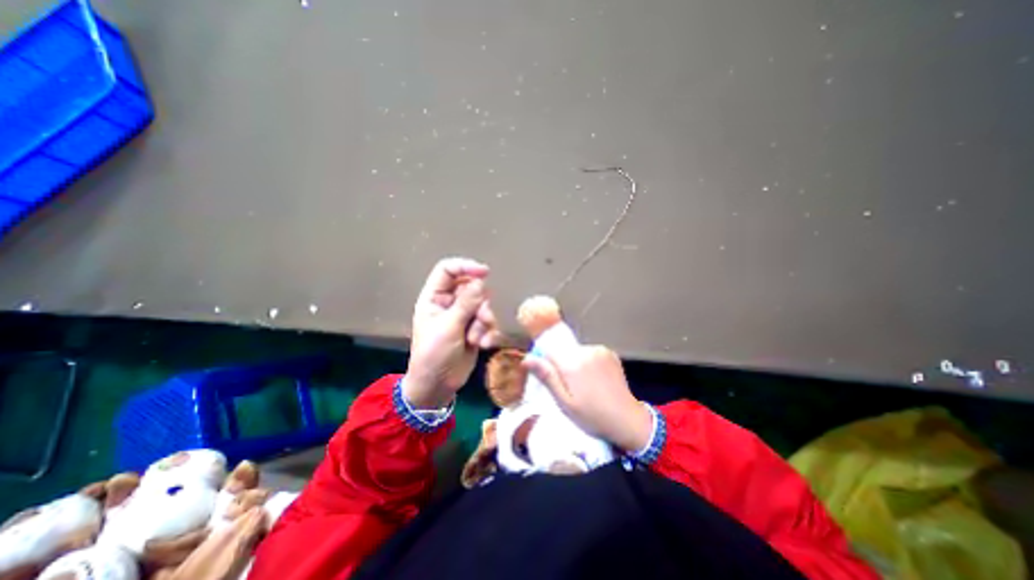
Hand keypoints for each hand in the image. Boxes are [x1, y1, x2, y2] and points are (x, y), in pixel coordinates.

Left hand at [403, 258, 500, 407]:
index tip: (484, 272)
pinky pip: (487, 322)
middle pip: (471, 288)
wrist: (437, 386)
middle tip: (482, 319)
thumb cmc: (434, 355)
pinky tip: (484, 345)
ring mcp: (463, 316)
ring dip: (484, 322)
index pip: (448, 271)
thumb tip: (480, 281)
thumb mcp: (449, 327)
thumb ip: (466, 303)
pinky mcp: (474, 329)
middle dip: (480, 304)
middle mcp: (449, 303)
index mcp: (434, 298)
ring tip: (477, 339)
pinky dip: (488, 332)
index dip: (465, 267)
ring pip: (483, 306)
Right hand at [526, 345, 652, 451]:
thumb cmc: (592, 416)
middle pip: (563, 351)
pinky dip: (589, 362)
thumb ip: (547, 377)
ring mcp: (599, 350)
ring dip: (576, 363)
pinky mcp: (609, 352)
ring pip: (576, 352)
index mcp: (572, 362)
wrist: (628, 419)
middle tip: (570, 388)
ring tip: (585, 386)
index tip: (552, 377)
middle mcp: (585, 350)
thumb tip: (526, 358)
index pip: (549, 349)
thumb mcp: (564, 403)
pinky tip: (596, 379)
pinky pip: (590, 353)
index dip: (547, 362)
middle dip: (562, 365)